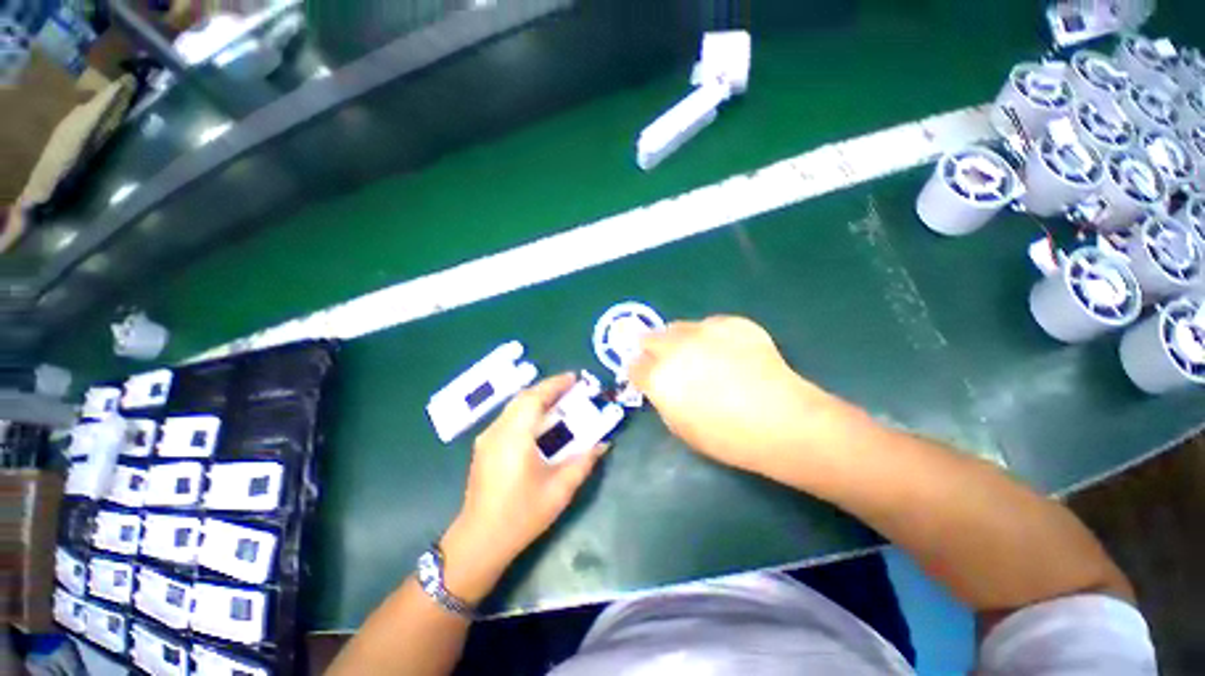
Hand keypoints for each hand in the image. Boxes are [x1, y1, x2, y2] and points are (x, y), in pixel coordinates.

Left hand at [442, 374, 606, 602]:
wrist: (479, 541)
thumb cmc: (521, 515)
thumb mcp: (559, 490)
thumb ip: (583, 463)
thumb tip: (603, 444)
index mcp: (515, 437)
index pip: (534, 398)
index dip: (555, 384)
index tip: (574, 378)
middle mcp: (497, 431)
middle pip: (522, 398)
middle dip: (547, 388)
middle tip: (570, 389)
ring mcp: (487, 438)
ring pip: (513, 406)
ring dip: (536, 399)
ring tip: (558, 401)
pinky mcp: (484, 447)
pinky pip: (508, 418)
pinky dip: (526, 411)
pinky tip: (539, 422)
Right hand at [630, 316, 840, 476]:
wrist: (782, 420)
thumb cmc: (727, 436)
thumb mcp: (680, 427)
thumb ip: (663, 399)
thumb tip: (663, 385)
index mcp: (658, 376)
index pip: (634, 365)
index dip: (640, 373)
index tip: (648, 379)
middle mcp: (674, 347)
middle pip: (649, 338)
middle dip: (653, 351)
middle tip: (670, 363)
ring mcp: (703, 330)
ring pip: (677, 327)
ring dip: (679, 340)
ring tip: (700, 355)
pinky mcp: (731, 322)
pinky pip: (709, 324)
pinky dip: (710, 336)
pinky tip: (729, 352)